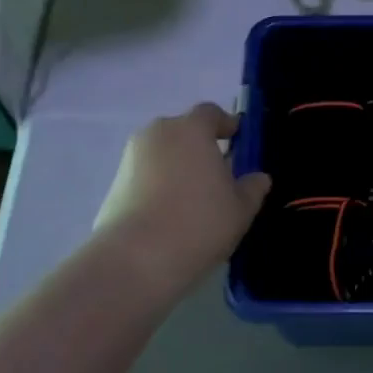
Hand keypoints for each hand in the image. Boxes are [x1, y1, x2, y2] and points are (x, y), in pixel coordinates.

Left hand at [94, 103, 271, 292]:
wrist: (136, 258)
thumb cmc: (198, 223)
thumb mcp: (240, 209)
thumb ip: (252, 188)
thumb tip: (258, 178)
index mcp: (191, 129)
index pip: (211, 113)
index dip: (225, 124)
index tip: (237, 140)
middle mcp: (158, 133)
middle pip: (183, 132)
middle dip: (199, 147)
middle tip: (217, 175)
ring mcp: (131, 157)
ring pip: (162, 154)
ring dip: (177, 167)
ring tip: (193, 199)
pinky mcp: (114, 183)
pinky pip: (145, 175)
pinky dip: (158, 185)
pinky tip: (170, 214)